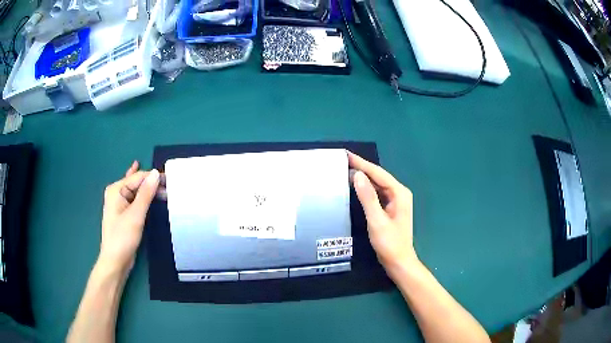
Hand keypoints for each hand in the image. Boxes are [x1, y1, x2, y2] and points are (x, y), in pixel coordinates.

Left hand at [98, 161, 159, 274]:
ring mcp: (119, 203)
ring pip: (137, 191)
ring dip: (149, 190)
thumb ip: (145, 194)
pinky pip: (134, 199)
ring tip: (165, 190)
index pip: (138, 178)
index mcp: (116, 190)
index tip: (171, 181)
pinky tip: (141, 179)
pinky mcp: (123, 213)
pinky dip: (142, 194)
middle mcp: (116, 193)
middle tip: (170, 189)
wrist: (115, 261)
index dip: (154, 178)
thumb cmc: (123, 237)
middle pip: (137, 183)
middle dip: (152, 184)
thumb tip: (156, 173)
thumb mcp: (136, 215)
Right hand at [348, 152, 417, 274]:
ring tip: (346, 169)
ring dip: (363, 177)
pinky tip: (356, 186)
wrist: (398, 261)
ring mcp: (395, 201)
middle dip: (362, 168)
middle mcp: (399, 193)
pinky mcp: (390, 208)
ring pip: (377, 184)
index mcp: (399, 193)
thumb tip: (357, 174)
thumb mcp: (377, 220)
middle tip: (343, 160)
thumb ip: (368, 197)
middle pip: (378, 176)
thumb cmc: (389, 243)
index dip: (362, 163)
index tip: (346, 155)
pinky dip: (366, 188)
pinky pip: (377, 193)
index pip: (378, 173)